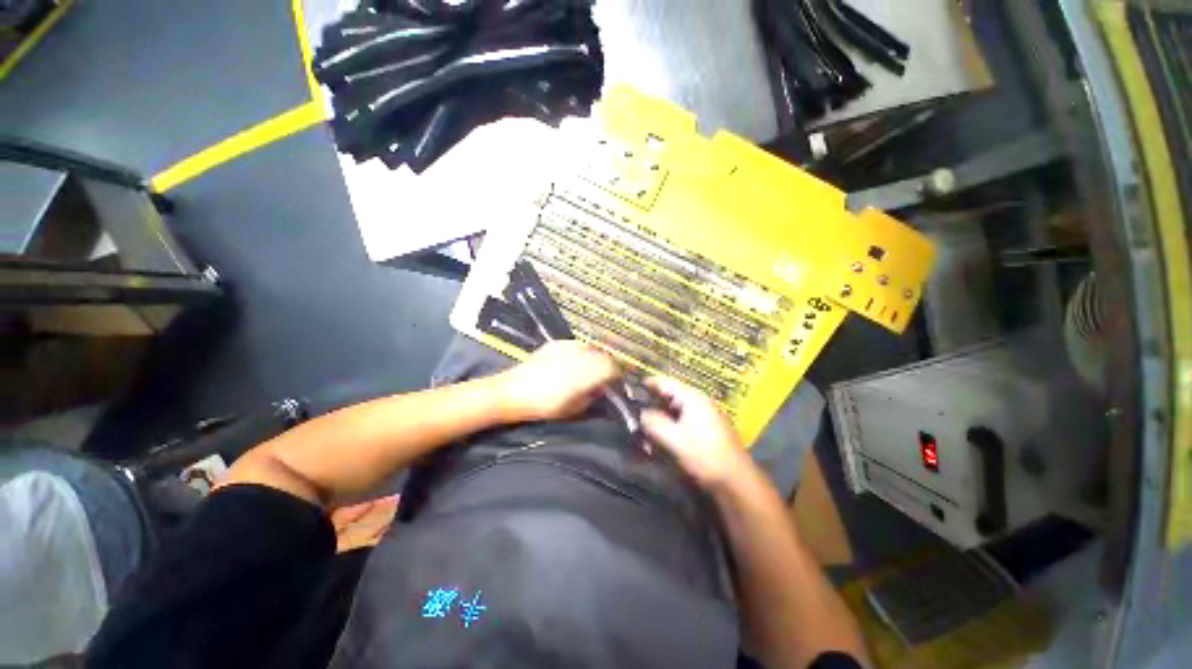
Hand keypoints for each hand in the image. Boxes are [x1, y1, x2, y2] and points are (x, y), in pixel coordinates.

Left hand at [495, 340, 622, 421]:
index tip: (615, 385)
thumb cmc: (545, 406)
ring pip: (592, 348)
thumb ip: (593, 396)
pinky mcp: (556, 343)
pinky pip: (577, 345)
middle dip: (608, 366)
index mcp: (588, 372)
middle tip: (604, 378)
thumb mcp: (575, 408)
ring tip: (589, 370)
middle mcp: (581, 355)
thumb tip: (602, 390)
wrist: (514, 392)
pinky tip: (573, 363)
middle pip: (605, 356)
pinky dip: (581, 353)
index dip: (617, 377)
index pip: (613, 368)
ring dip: (595, 358)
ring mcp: (568, 347)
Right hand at [641, 376, 752, 488]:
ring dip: (661, 418)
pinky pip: (683, 421)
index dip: (648, 383)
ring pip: (676, 410)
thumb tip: (642, 413)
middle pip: (670, 395)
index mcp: (692, 398)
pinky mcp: (707, 428)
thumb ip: (654, 423)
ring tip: (646, 429)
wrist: (735, 480)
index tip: (631, 388)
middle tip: (635, 412)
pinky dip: (671, 426)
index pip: (665, 382)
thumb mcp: (674, 439)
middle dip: (652, 403)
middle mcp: (699, 402)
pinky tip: (662, 439)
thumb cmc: (704, 455)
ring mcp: (705, 415)